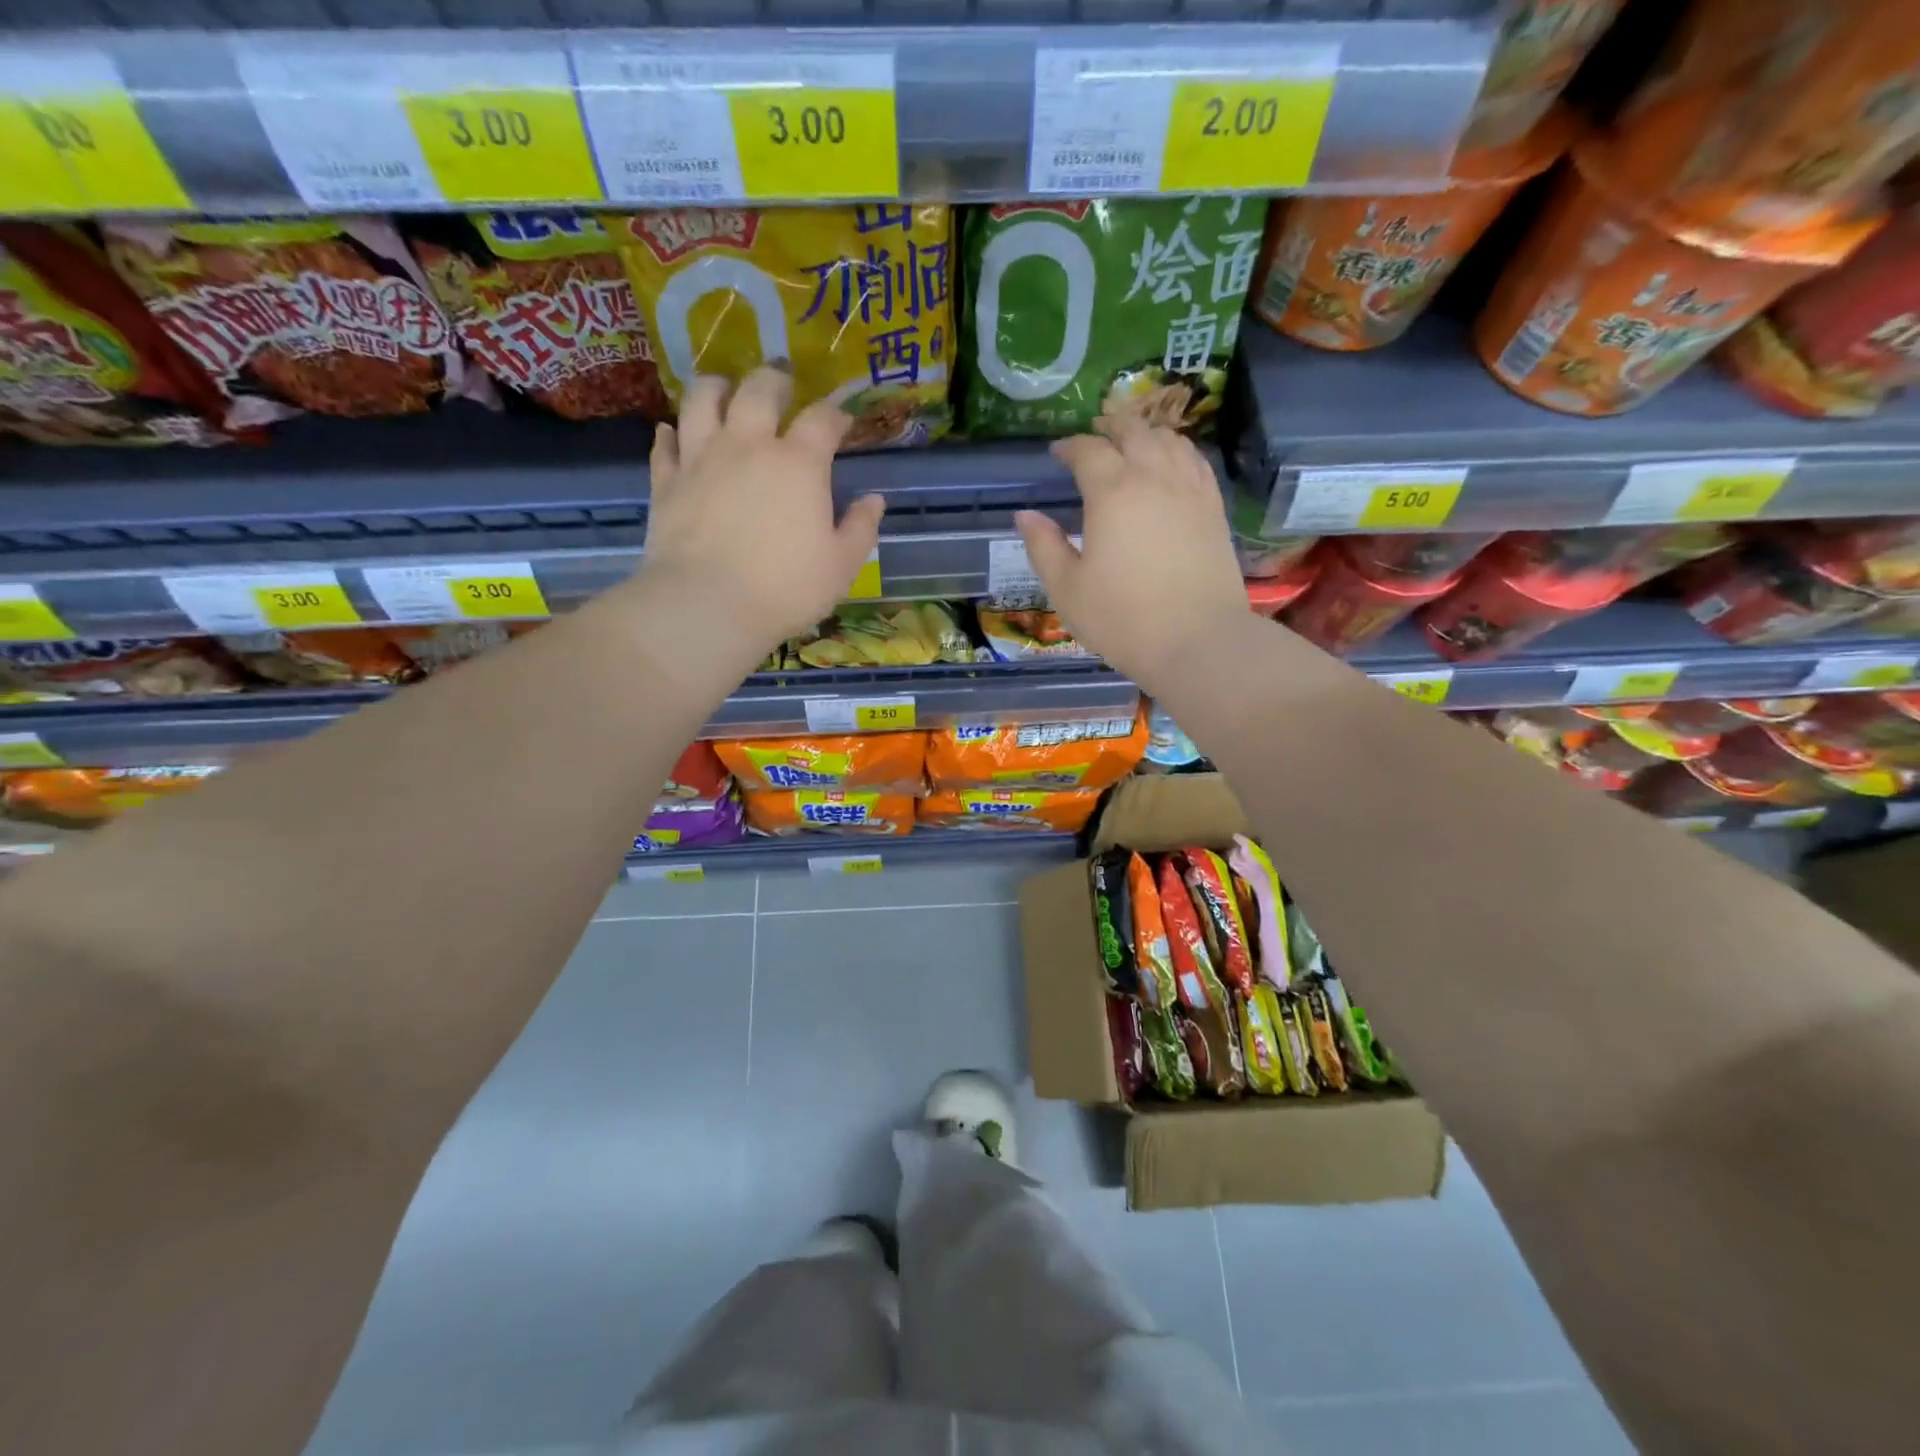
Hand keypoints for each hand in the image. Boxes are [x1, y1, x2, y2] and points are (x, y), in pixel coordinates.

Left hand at [635, 367, 885, 652]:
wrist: (708, 605)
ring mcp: (702, 458)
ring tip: (725, 389)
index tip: (841, 422)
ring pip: (703, 399)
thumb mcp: (842, 566)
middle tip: (782, 385)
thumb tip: (874, 500)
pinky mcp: (667, 481)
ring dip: (717, 387)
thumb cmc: (786, 588)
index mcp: (799, 463)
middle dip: (776, 381)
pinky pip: (665, 444)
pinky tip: (674, 434)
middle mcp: (749, 445)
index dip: (835, 414)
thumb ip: (861, 528)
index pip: (822, 419)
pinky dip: (671, 434)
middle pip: (760, 389)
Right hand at [1016, 418, 1248, 690]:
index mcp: (1112, 493)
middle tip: (1095, 433)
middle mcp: (1154, 478)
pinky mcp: (1214, 509)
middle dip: (1110, 426)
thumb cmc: (1122, 619)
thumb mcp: (1068, 589)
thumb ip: (1044, 547)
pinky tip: (1172, 462)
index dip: (1070, 446)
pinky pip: (1197, 462)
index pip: (1089, 451)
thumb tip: (1025, 515)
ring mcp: (1190, 491)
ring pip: (1170, 440)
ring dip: (1147, 432)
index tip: (1057, 452)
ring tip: (1133, 440)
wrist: (1197, 642)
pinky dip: (1179, 451)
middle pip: (1134, 431)